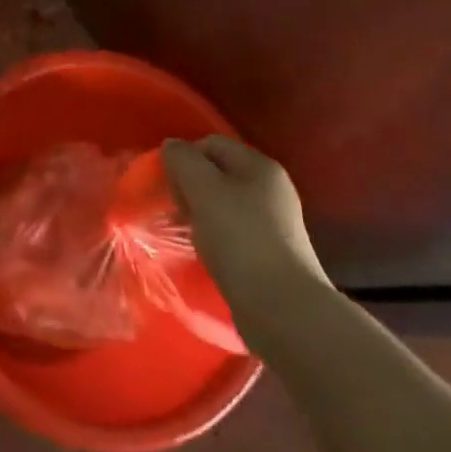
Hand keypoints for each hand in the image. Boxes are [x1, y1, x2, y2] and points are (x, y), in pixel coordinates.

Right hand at [163, 135, 330, 345]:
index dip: (184, 158)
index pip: (210, 143)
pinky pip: (233, 232)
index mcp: (259, 166)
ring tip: (188, 233)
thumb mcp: (202, 189)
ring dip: (200, 213)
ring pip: (224, 204)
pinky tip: (207, 252)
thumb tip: (172, 147)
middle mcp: (271, 189)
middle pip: (217, 173)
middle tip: (176, 209)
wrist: (282, 308)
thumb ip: (182, 160)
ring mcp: (275, 223)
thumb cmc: (239, 238)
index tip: (168, 184)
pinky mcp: (271, 253)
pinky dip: (215, 236)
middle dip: (191, 186)